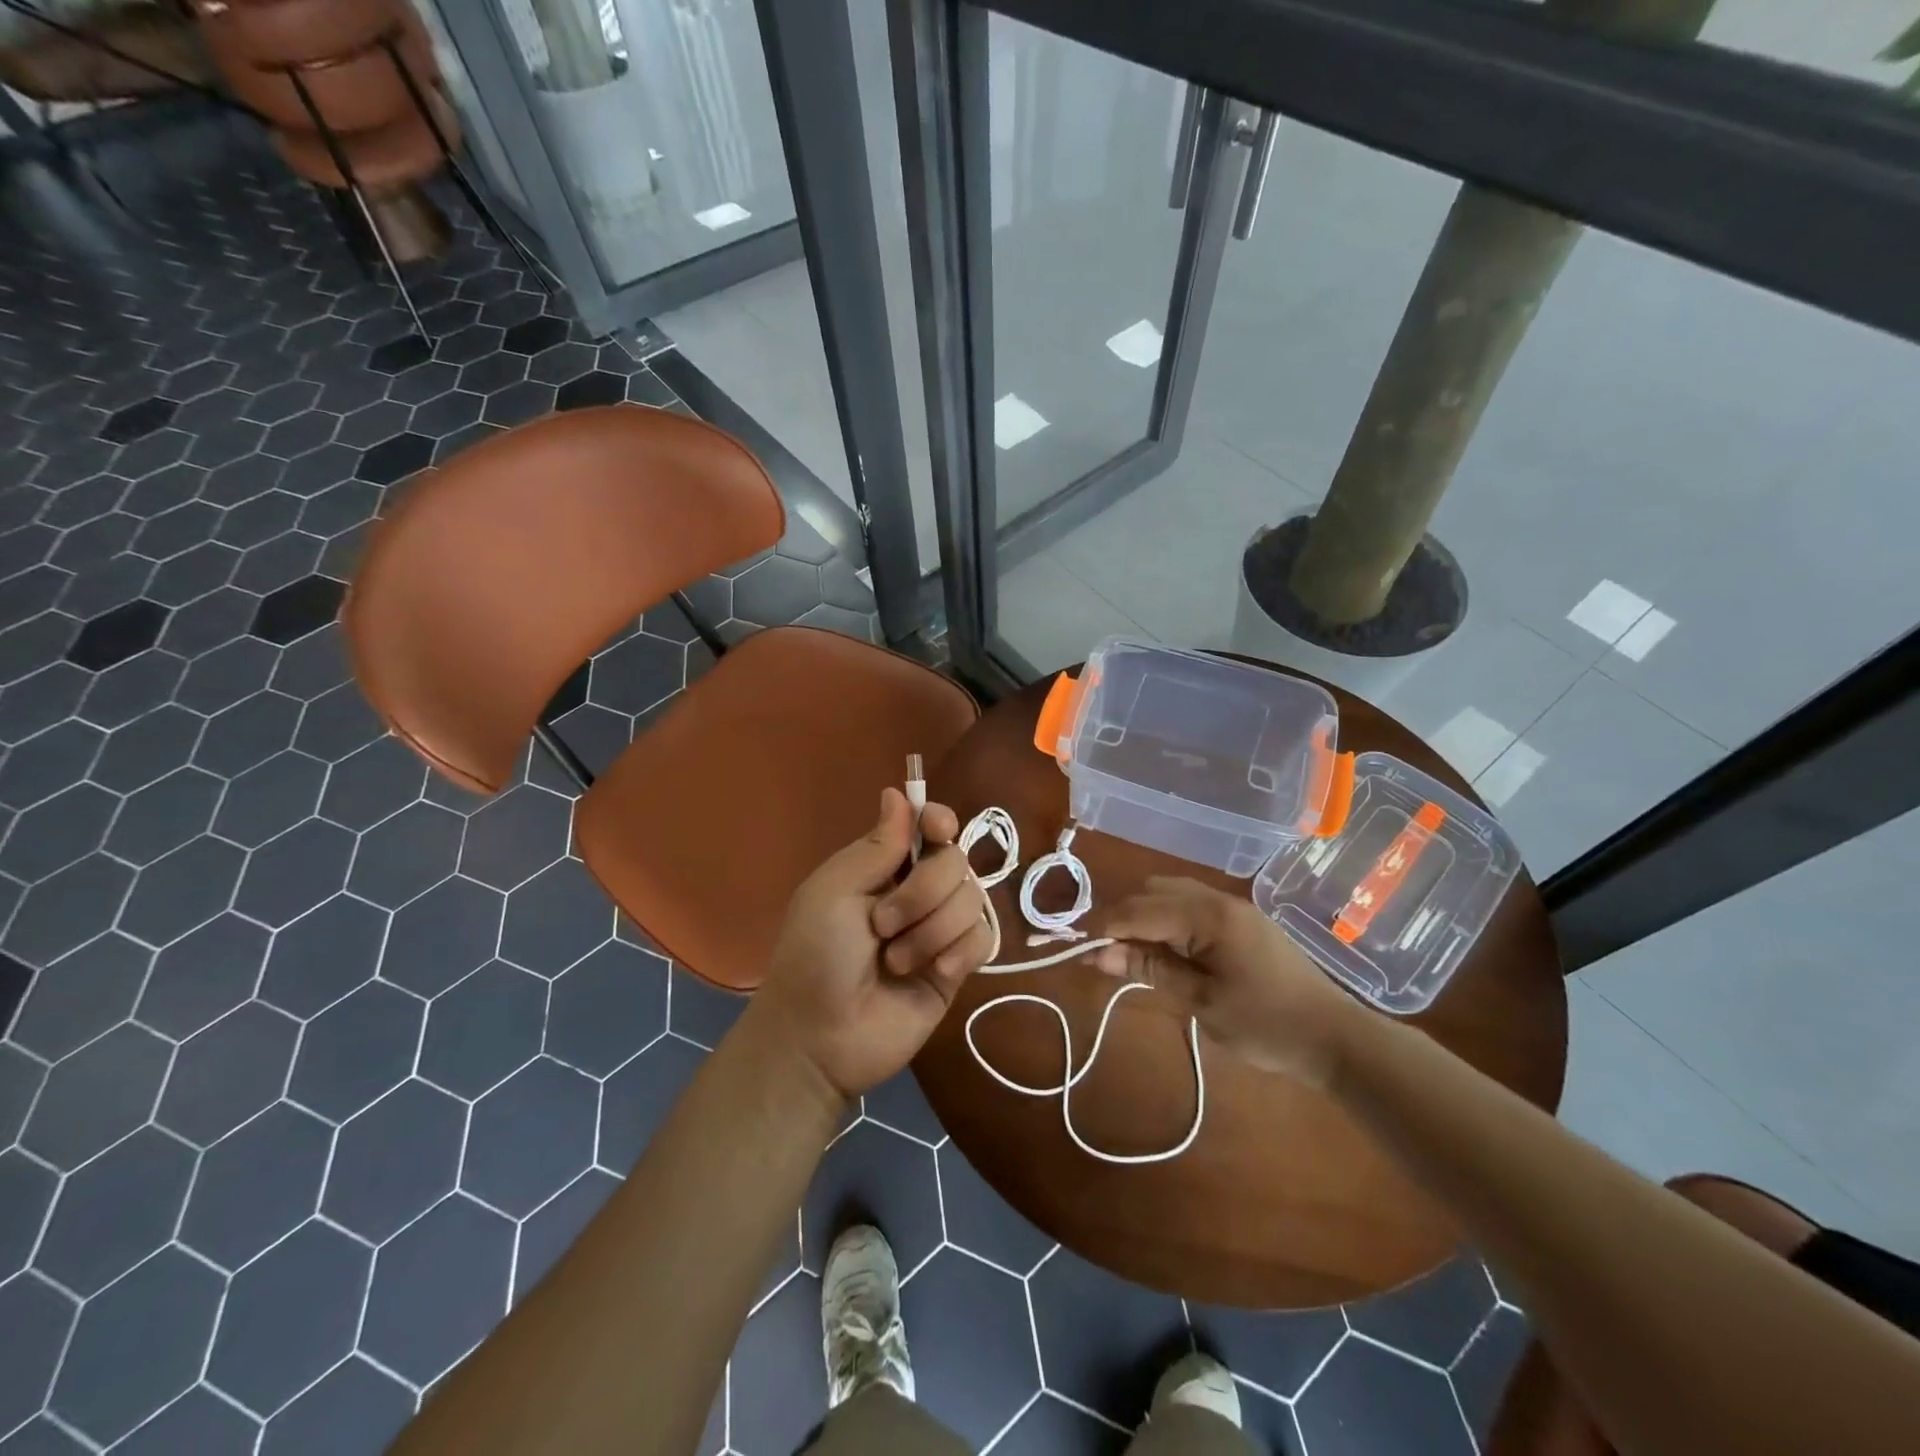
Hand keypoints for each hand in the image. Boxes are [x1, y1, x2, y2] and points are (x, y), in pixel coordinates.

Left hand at [751, 788, 991, 1100]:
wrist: (821, 1038)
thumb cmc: (815, 956)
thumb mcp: (834, 891)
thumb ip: (876, 845)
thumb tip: (897, 792)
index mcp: (884, 866)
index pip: (929, 826)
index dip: (939, 821)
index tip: (937, 830)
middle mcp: (917, 891)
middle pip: (956, 861)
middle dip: (922, 892)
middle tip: (882, 925)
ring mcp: (939, 928)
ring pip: (972, 899)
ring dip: (931, 930)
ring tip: (896, 961)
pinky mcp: (958, 966)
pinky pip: (981, 938)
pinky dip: (955, 953)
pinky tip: (931, 974)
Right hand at [1092, 877, 1362, 1086]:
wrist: (1337, 1038)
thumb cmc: (1268, 1026)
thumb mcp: (1202, 1002)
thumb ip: (1149, 970)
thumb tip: (1097, 953)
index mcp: (1209, 916)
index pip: (1141, 910)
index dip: (1105, 926)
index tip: (1076, 947)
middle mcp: (1219, 899)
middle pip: (1153, 891)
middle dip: (1123, 917)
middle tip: (1105, 955)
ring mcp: (1233, 907)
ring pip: (1171, 893)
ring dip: (1144, 916)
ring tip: (1131, 954)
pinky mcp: (1241, 920)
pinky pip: (1191, 905)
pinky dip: (1167, 920)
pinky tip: (1165, 950)